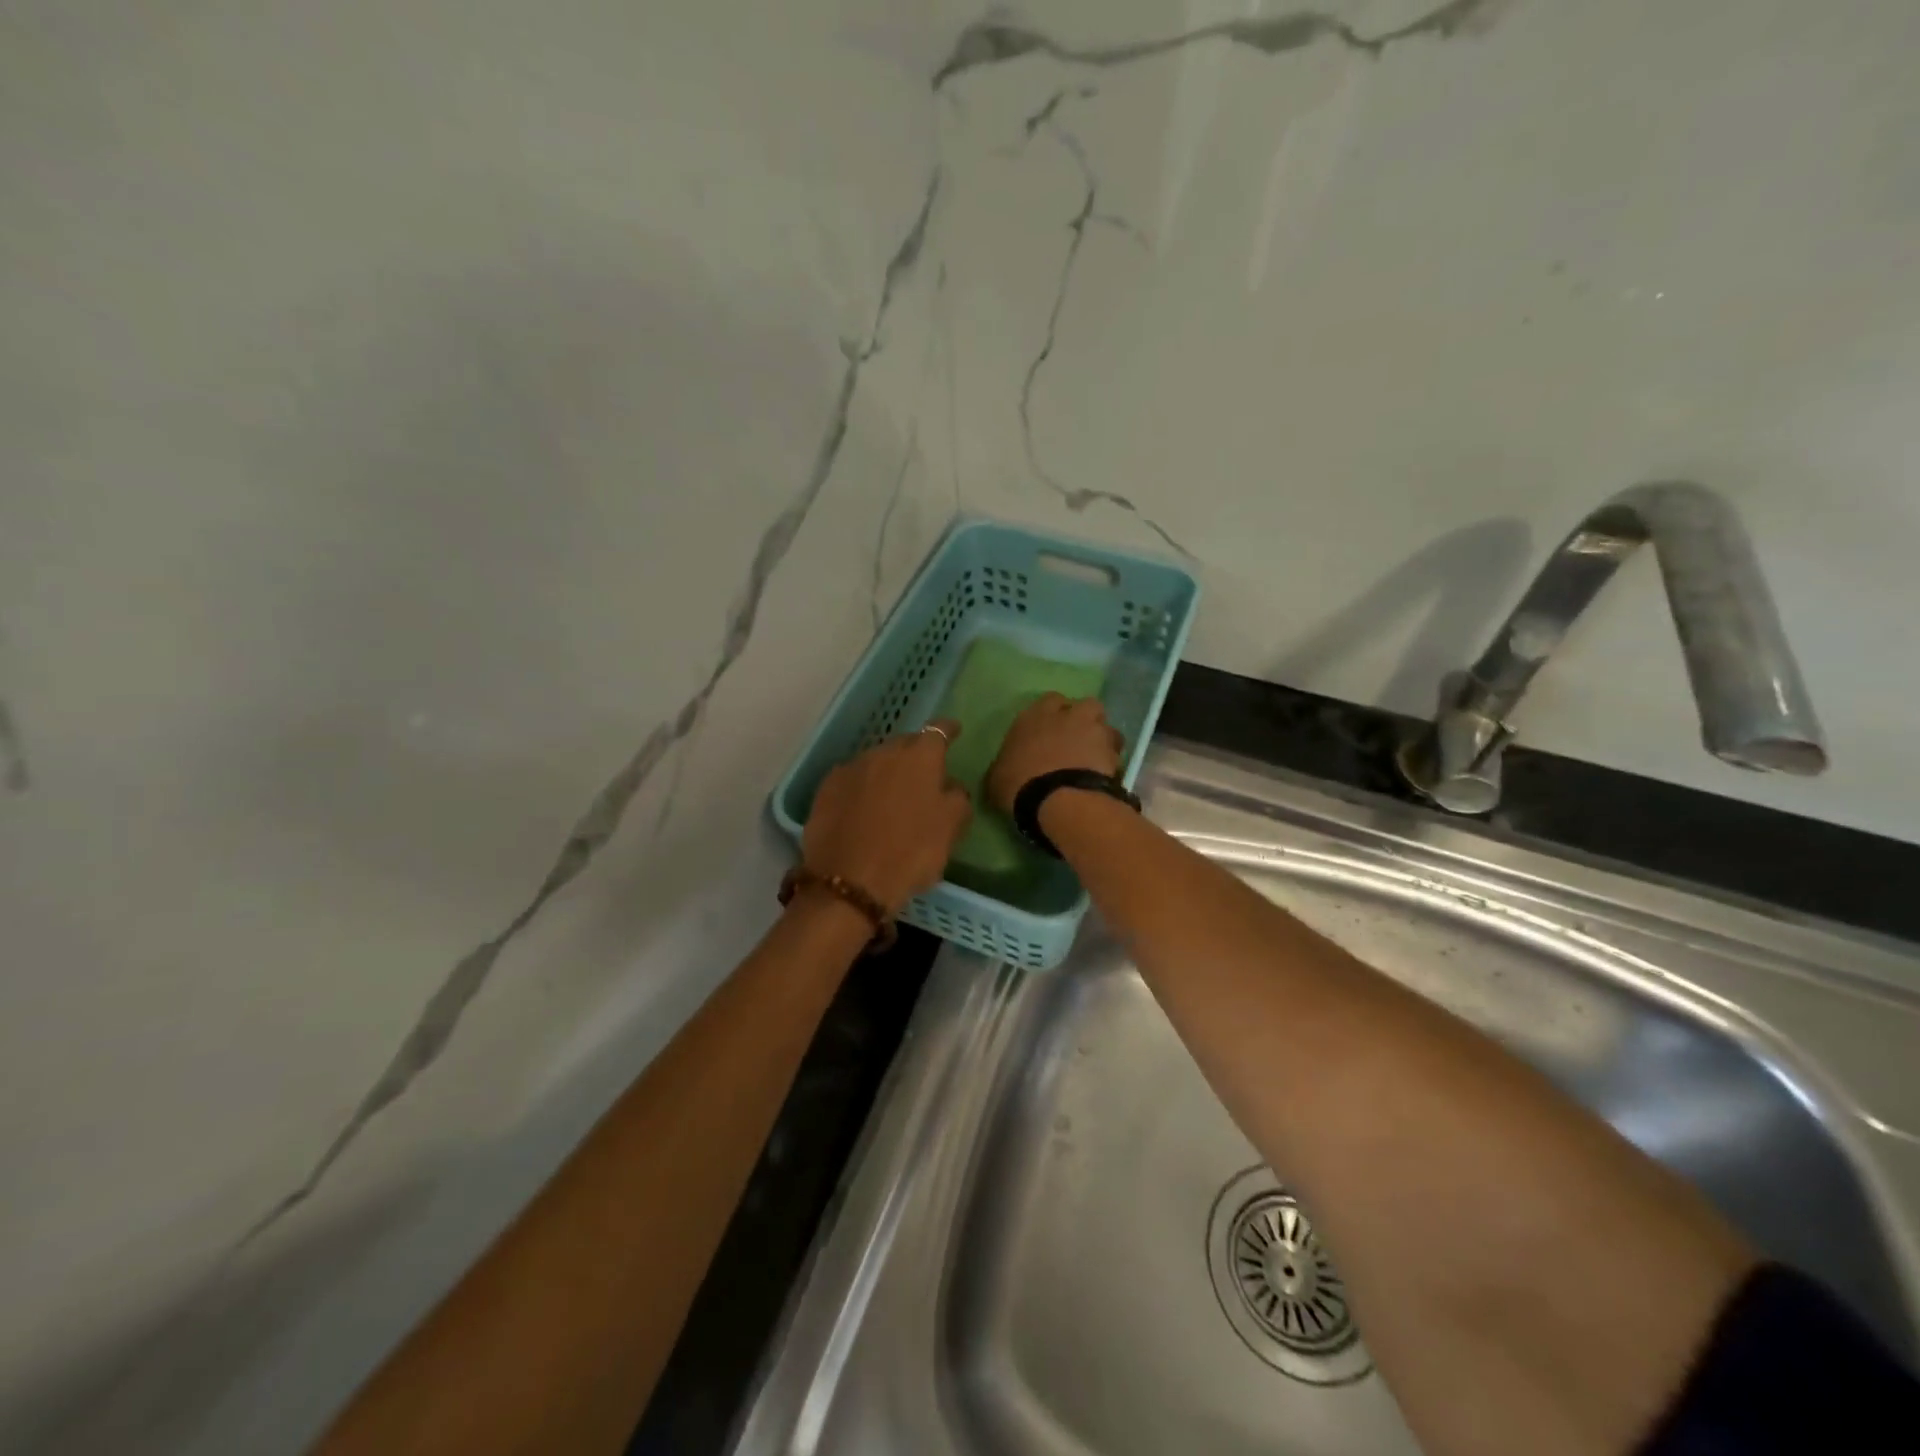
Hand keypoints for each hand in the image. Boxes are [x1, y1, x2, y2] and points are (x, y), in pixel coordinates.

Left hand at [802, 721, 972, 914]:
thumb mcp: (951, 828)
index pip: (939, 730)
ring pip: (876, 761)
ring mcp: (851, 768)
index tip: (954, 731)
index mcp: (920, 757)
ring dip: (886, 771)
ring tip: (891, 794)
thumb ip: (957, 798)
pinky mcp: (826, 788)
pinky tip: (863, 807)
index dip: (948, 730)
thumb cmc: (910, 853)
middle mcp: (884, 752)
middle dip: (915, 754)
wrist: (849, 883)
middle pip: (905, 744)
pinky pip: (852, 779)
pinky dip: (861, 787)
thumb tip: (950, 785)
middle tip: (923, 774)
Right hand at [985, 693, 1122, 814]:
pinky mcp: (1114, 752)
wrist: (1060, 800)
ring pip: (1105, 725)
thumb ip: (1004, 767)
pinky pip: (1116, 751)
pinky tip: (1104, 776)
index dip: (1051, 715)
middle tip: (1076, 741)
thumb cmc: (1019, 785)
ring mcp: (1094, 731)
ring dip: (1101, 738)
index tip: (1049, 732)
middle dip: (1082, 720)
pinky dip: (1112, 761)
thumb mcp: (996, 779)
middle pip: (1083, 706)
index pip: (1048, 701)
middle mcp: (1067, 715)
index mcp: (1034, 716)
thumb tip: (1003, 771)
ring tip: (1094, 759)